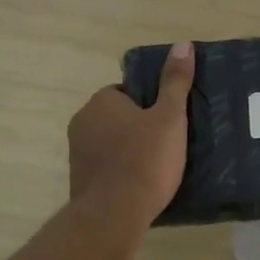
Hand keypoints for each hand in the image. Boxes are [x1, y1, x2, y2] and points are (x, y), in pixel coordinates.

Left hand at [68, 41, 194, 228]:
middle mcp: (82, 122)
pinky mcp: (80, 181)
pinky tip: (141, 185)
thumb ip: (175, 82)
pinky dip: (121, 172)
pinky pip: (105, 167)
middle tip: (168, 143)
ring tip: (158, 167)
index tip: (167, 120)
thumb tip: (183, 44)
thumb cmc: (145, 160)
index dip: (149, 104)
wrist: (113, 215)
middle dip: (138, 127)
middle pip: (117, 117)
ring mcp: (77, 154)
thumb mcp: (170, 117)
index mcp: (101, 102)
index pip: (125, 92)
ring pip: (110, 143)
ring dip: (129, 150)